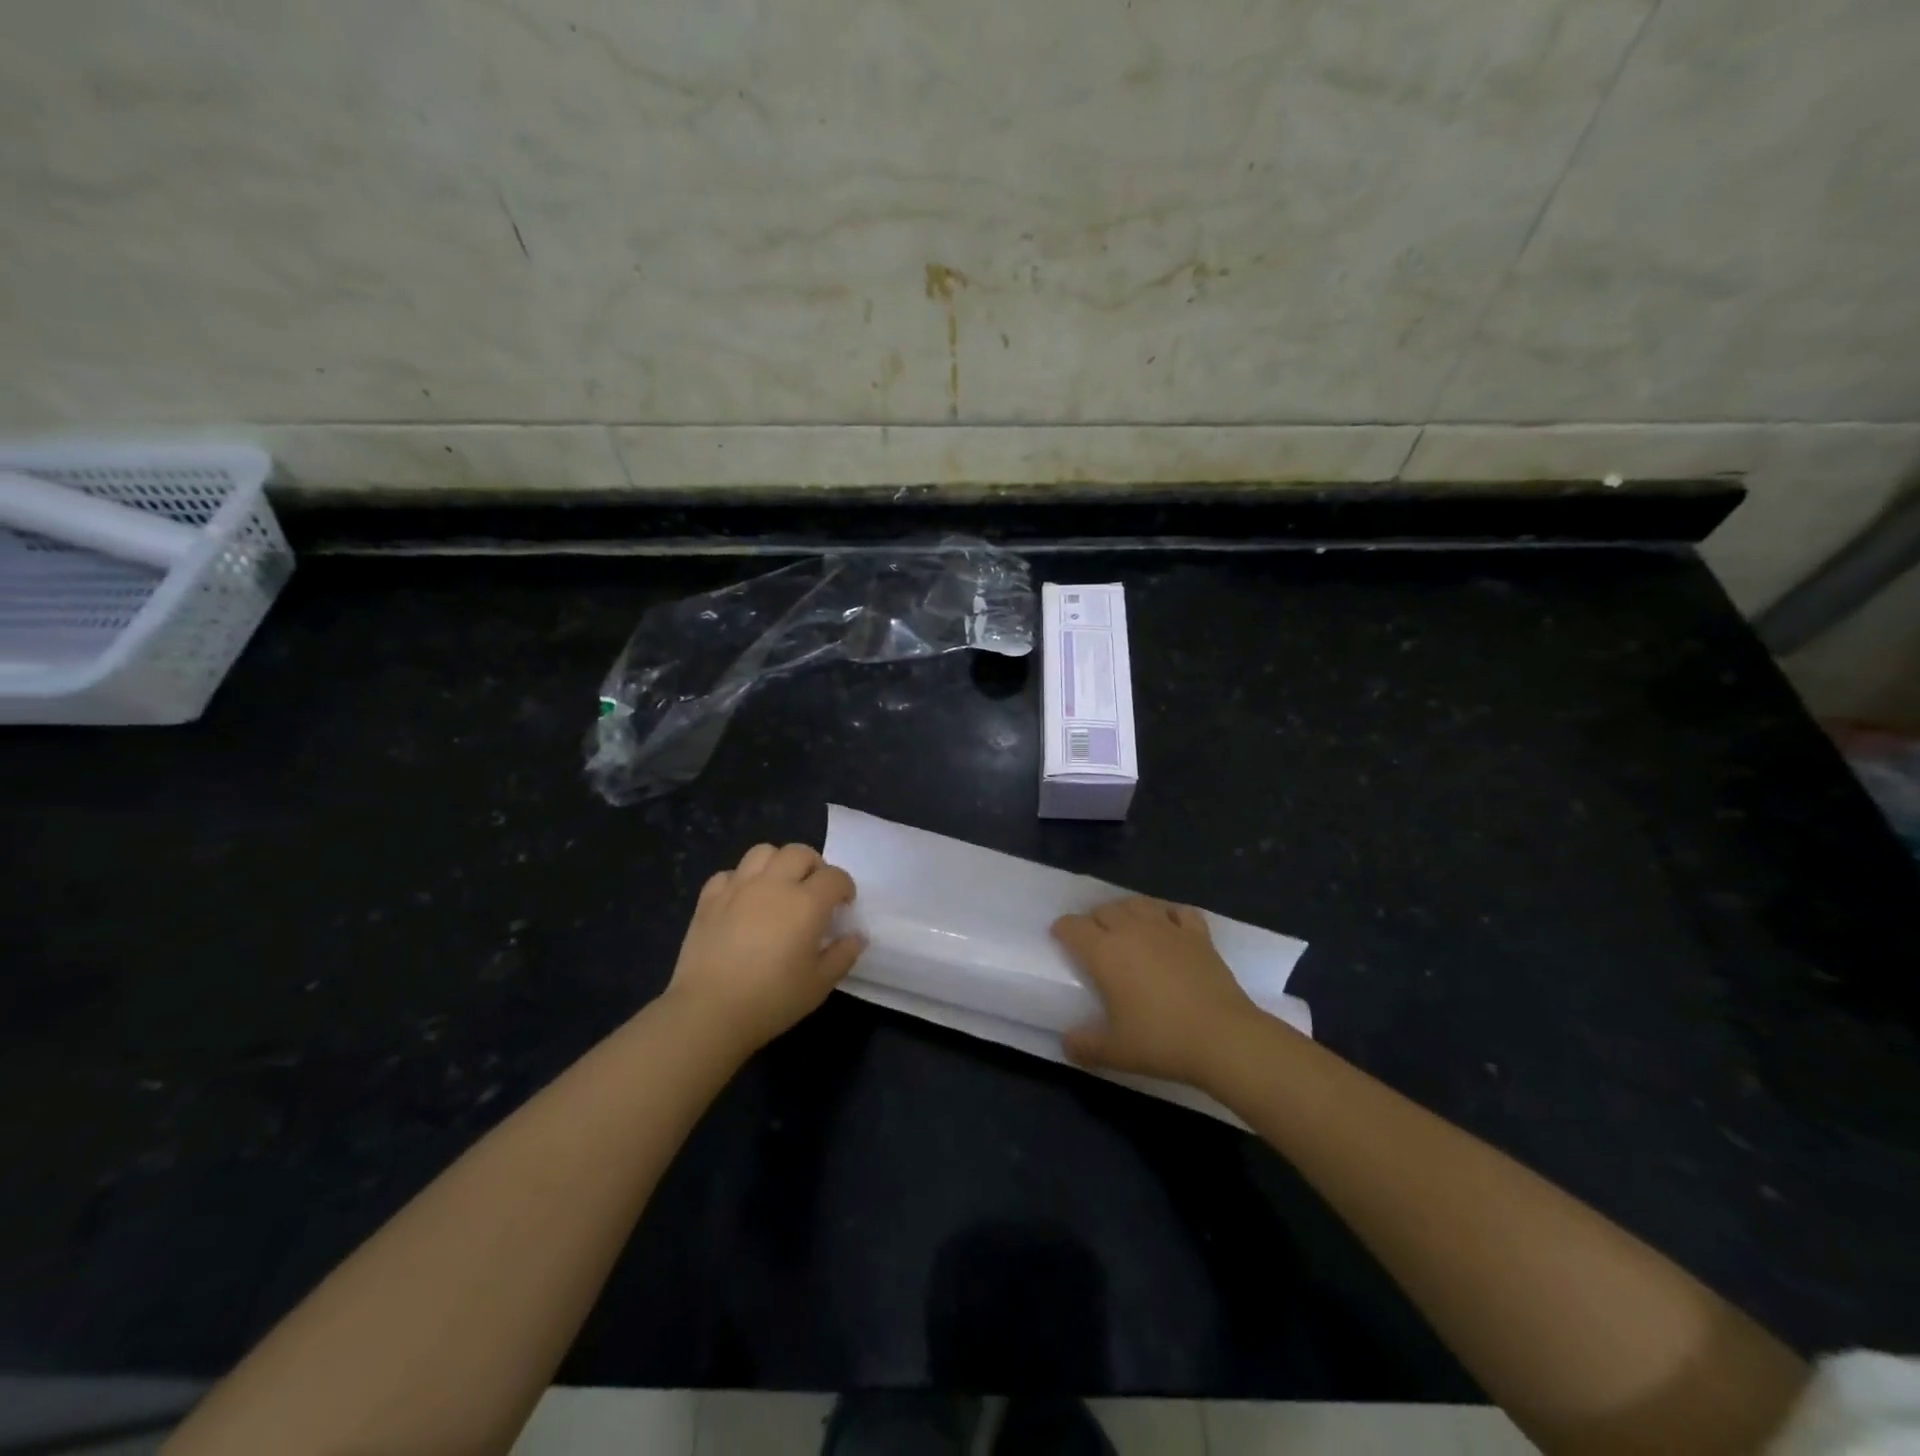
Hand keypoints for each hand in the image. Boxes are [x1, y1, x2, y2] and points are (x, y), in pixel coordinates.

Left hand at [665, 843, 863, 1056]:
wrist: (709, 1012)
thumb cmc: (772, 999)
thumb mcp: (819, 984)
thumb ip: (843, 955)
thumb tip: (856, 936)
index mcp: (806, 903)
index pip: (835, 876)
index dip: (845, 887)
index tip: (844, 905)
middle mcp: (774, 884)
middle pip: (799, 853)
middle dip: (814, 866)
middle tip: (814, 891)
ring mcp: (738, 888)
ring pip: (763, 852)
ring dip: (777, 863)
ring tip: (779, 887)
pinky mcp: (709, 900)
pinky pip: (728, 874)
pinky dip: (741, 880)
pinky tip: (743, 901)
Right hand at [1052, 895, 1262, 1087]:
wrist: (1223, 1037)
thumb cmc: (1162, 1041)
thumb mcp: (1115, 1052)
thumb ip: (1084, 1045)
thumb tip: (1067, 1042)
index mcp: (1105, 952)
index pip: (1073, 926)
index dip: (1063, 929)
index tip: (1060, 938)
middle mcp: (1132, 930)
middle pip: (1104, 910)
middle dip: (1093, 920)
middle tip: (1093, 940)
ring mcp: (1168, 928)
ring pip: (1138, 903)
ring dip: (1125, 910)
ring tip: (1126, 927)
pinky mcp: (1198, 934)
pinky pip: (1178, 911)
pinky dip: (1168, 914)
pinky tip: (1169, 925)